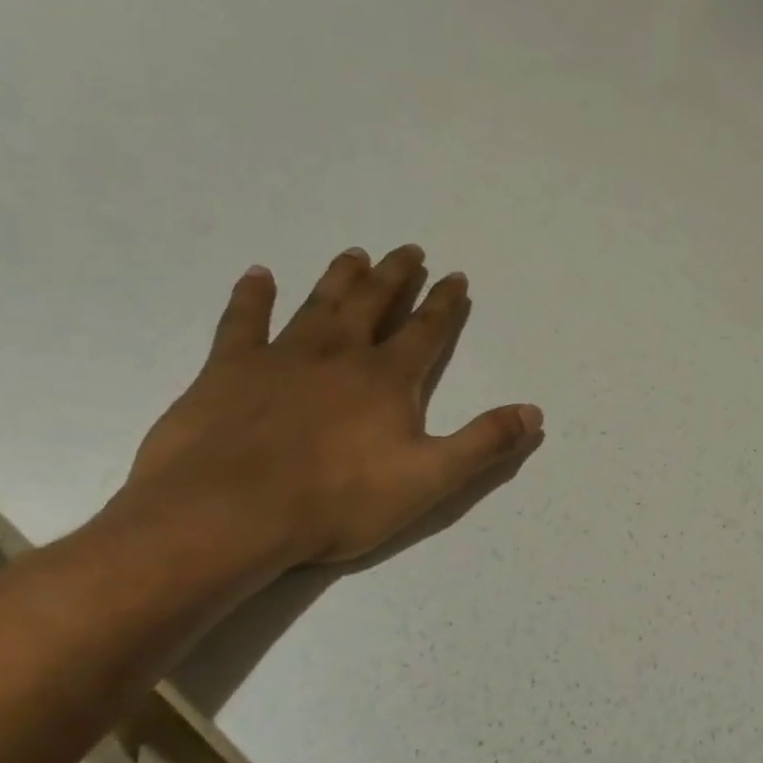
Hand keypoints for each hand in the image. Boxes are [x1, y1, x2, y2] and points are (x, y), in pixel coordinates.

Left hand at [120, 246, 541, 567]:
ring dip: (340, 278)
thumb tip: (533, 412)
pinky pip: (242, 322)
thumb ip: (484, 442)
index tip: (455, 276)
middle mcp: (339, 354)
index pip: (426, 331)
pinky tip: (257, 275)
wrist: (231, 514)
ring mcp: (281, 357)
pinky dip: (251, 296)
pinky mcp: (228, 370)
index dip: (444, 304)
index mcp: (387, 379)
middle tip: (408, 249)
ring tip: (355, 253)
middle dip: (395, 276)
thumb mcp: (431, 479)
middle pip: (373, 304)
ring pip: (318, 303)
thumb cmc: (340, 500)